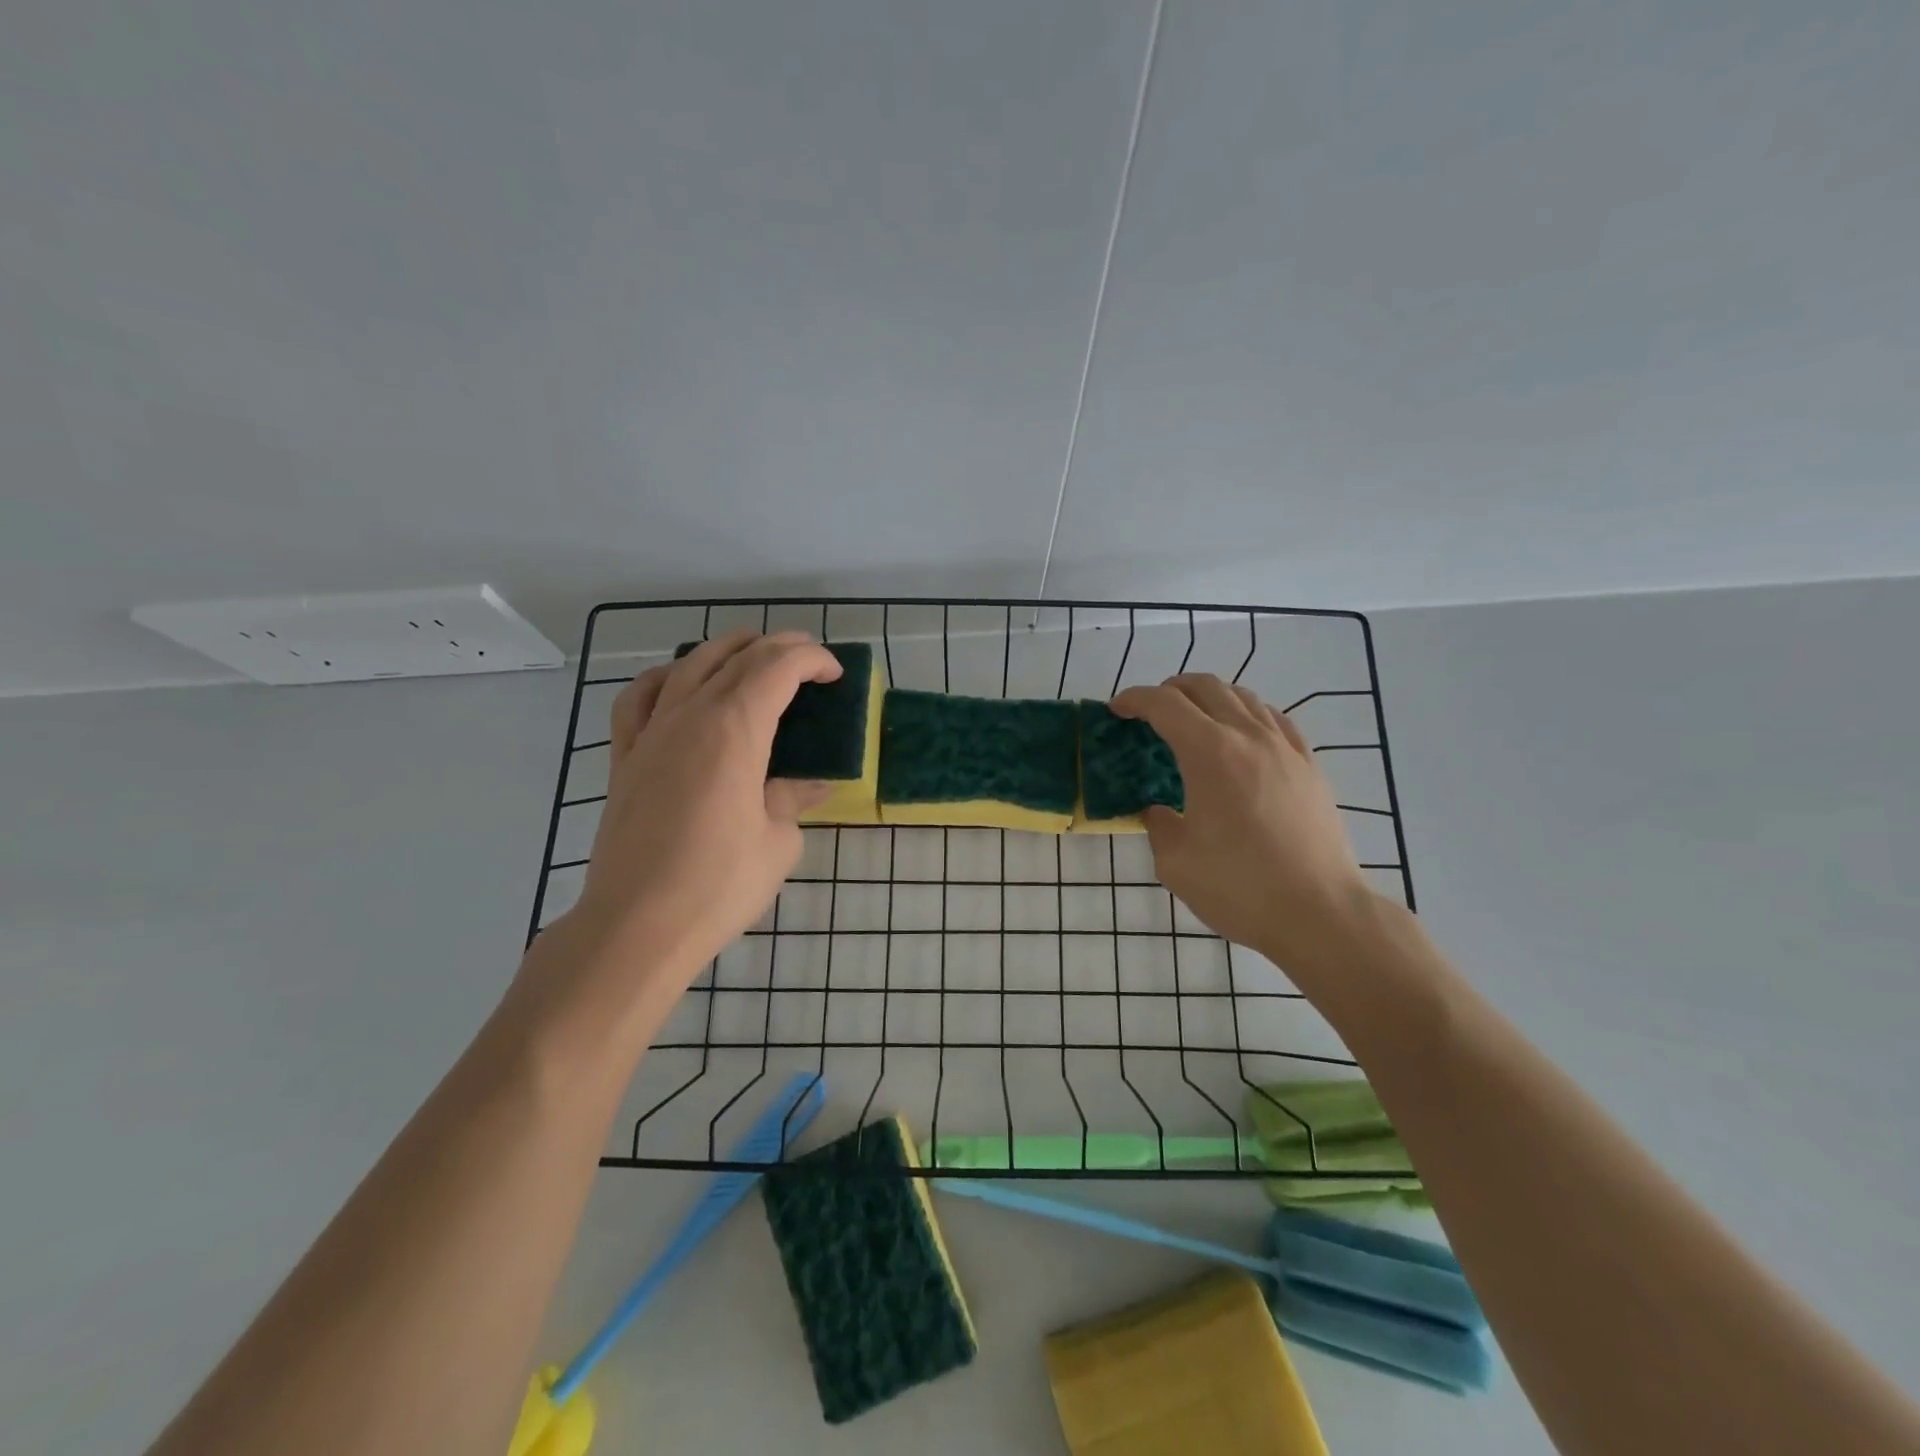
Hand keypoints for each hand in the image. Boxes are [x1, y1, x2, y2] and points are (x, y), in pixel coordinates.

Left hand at [569, 629, 840, 988]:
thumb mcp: (778, 842)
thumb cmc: (719, 884)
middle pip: (736, 657)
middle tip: (808, 658)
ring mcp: (651, 734)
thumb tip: (811, 785)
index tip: (835, 673)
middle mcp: (690, 717)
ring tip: (750, 654)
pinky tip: (680, 684)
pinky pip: (641, 698)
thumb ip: (793, 800)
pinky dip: (666, 678)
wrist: (638, 924)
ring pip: (688, 665)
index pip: (777, 669)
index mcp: (734, 730)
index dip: (811, 659)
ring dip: (725, 649)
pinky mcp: (624, 758)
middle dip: (778, 647)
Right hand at [1111, 675, 1376, 971]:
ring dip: (1210, 698)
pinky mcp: (1309, 766)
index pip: (1164, 704)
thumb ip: (1159, 826)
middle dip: (1170, 690)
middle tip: (1151, 711)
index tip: (1117, 709)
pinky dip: (1248, 714)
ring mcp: (1285, 748)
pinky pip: (1275, 719)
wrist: (1320, 913)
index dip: (1134, 699)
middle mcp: (1248, 737)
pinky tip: (1243, 736)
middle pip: (1206, 687)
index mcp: (1209, 753)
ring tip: (1194, 720)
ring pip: (1244, 697)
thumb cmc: (1240, 887)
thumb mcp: (1175, 862)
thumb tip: (1159, 812)